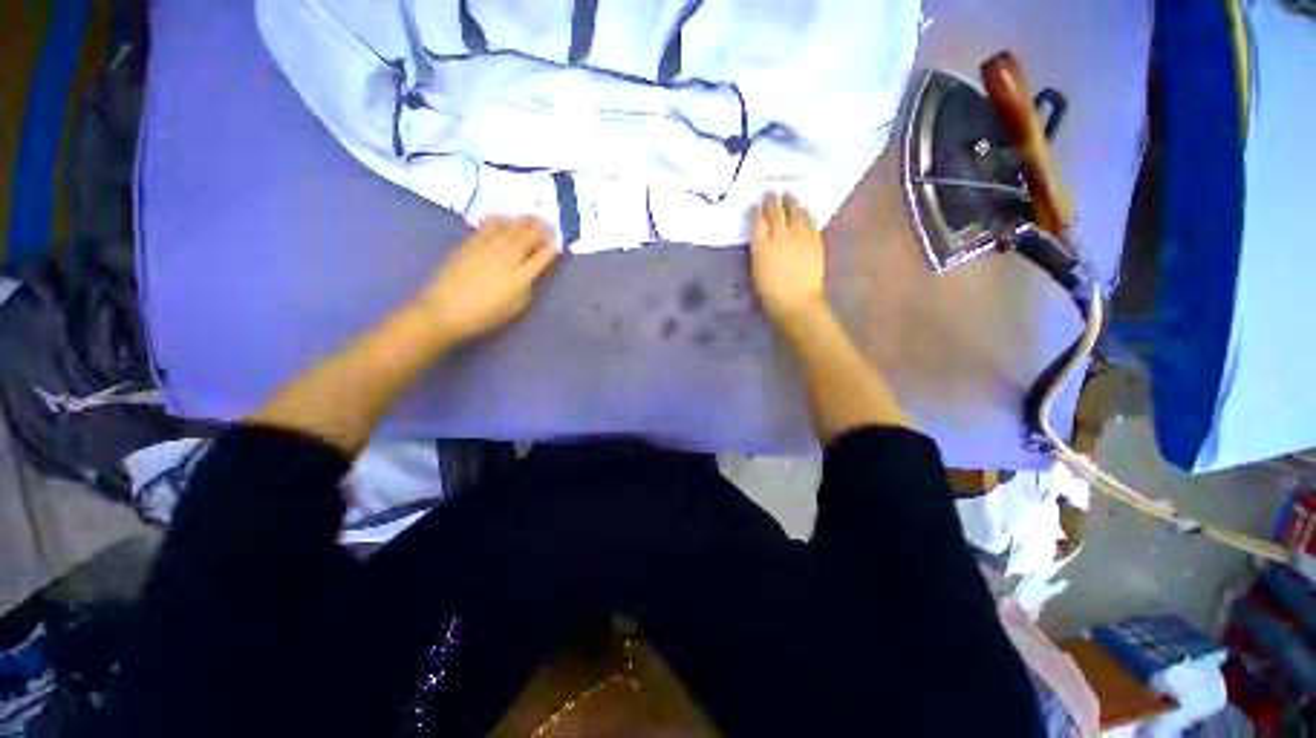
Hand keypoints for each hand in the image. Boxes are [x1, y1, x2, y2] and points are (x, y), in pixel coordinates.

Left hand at [417, 216, 560, 345]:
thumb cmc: (485, 315)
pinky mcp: (471, 243)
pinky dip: (501, 220)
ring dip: (524, 222)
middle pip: (528, 238)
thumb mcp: (515, 307)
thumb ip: (526, 287)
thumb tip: (529, 272)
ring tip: (534, 217)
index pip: (541, 258)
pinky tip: (506, 218)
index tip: (559, 243)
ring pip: (510, 229)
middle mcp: (507, 258)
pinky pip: (489, 226)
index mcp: (520, 277)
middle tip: (550, 225)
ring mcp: (488, 248)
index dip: (552, 249)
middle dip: (541, 230)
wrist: (446, 310)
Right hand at [750, 192, 826, 324]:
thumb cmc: (771, 294)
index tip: (757, 203)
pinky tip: (804, 210)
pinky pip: (810, 221)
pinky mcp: (815, 241)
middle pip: (776, 212)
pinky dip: (806, 213)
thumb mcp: (757, 271)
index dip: (758, 210)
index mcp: (761, 246)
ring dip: (791, 202)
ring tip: (789, 195)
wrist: (797, 303)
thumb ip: (759, 251)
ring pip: (795, 212)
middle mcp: (780, 236)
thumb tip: (762, 237)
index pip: (758, 221)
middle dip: (773, 200)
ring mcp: (800, 237)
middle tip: (772, 191)